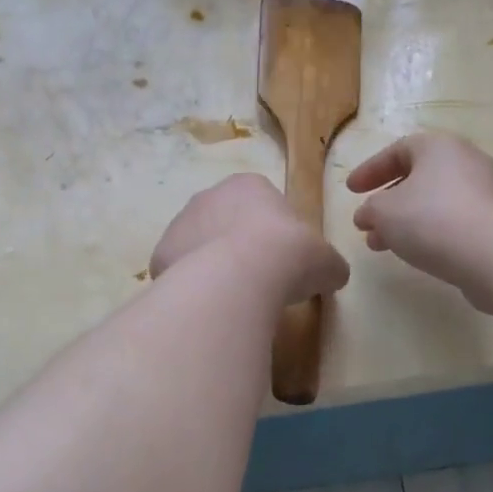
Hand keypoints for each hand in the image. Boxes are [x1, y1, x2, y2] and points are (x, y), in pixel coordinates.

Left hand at [150, 174, 350, 306]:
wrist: (240, 277)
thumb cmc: (289, 255)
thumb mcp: (326, 261)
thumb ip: (328, 264)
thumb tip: (332, 275)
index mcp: (248, 185)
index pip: (261, 203)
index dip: (273, 233)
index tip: (282, 261)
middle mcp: (208, 196)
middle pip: (224, 222)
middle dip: (237, 246)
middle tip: (256, 280)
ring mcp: (179, 224)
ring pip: (198, 246)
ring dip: (211, 265)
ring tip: (231, 298)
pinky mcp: (160, 255)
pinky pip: (178, 272)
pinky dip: (190, 287)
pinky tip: (207, 305)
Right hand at [347, 133, 492, 315]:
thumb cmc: (433, 220)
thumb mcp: (384, 212)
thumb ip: (370, 210)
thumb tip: (368, 215)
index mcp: (439, 147)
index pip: (397, 150)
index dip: (370, 170)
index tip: (351, 191)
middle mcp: (467, 161)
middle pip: (419, 177)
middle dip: (388, 201)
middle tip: (367, 223)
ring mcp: (488, 192)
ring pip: (436, 203)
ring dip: (406, 221)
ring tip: (383, 246)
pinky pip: (456, 222)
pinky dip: (431, 233)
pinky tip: (417, 254)